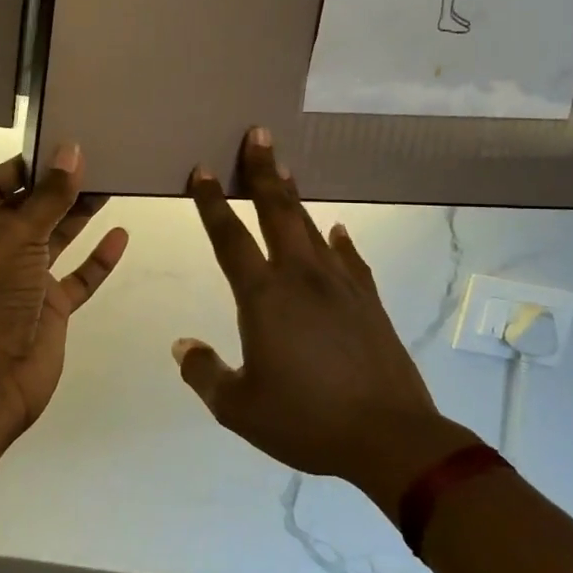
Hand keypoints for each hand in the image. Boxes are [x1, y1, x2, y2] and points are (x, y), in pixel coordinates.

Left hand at [0, 146, 126, 441]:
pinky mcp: (49, 307)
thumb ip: (48, 197)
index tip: (61, 149)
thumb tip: (71, 150)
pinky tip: (121, 236)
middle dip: (58, 187)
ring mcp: (23, 280)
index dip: (23, 166)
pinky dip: (97, 259)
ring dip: (79, 216)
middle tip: (97, 160)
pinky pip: (77, 277)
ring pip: (55, 239)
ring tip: (113, 185)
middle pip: (28, 208)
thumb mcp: (15, 237)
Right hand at [174, 130, 474, 513]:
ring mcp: (340, 286)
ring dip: (295, 196)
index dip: (212, 202)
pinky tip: (335, 230)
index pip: (230, 238)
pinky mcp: (369, 301)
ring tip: (286, 168)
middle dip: (264, 171)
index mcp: (264, 298)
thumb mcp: (239, 407)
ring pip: (311, 227)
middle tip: (259, 133)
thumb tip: (182, 346)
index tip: (202, 169)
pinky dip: (339, 240)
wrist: (390, 439)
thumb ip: (204, 373)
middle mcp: (301, 278)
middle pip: (278, 212)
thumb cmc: (306, 421)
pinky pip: (349, 259)